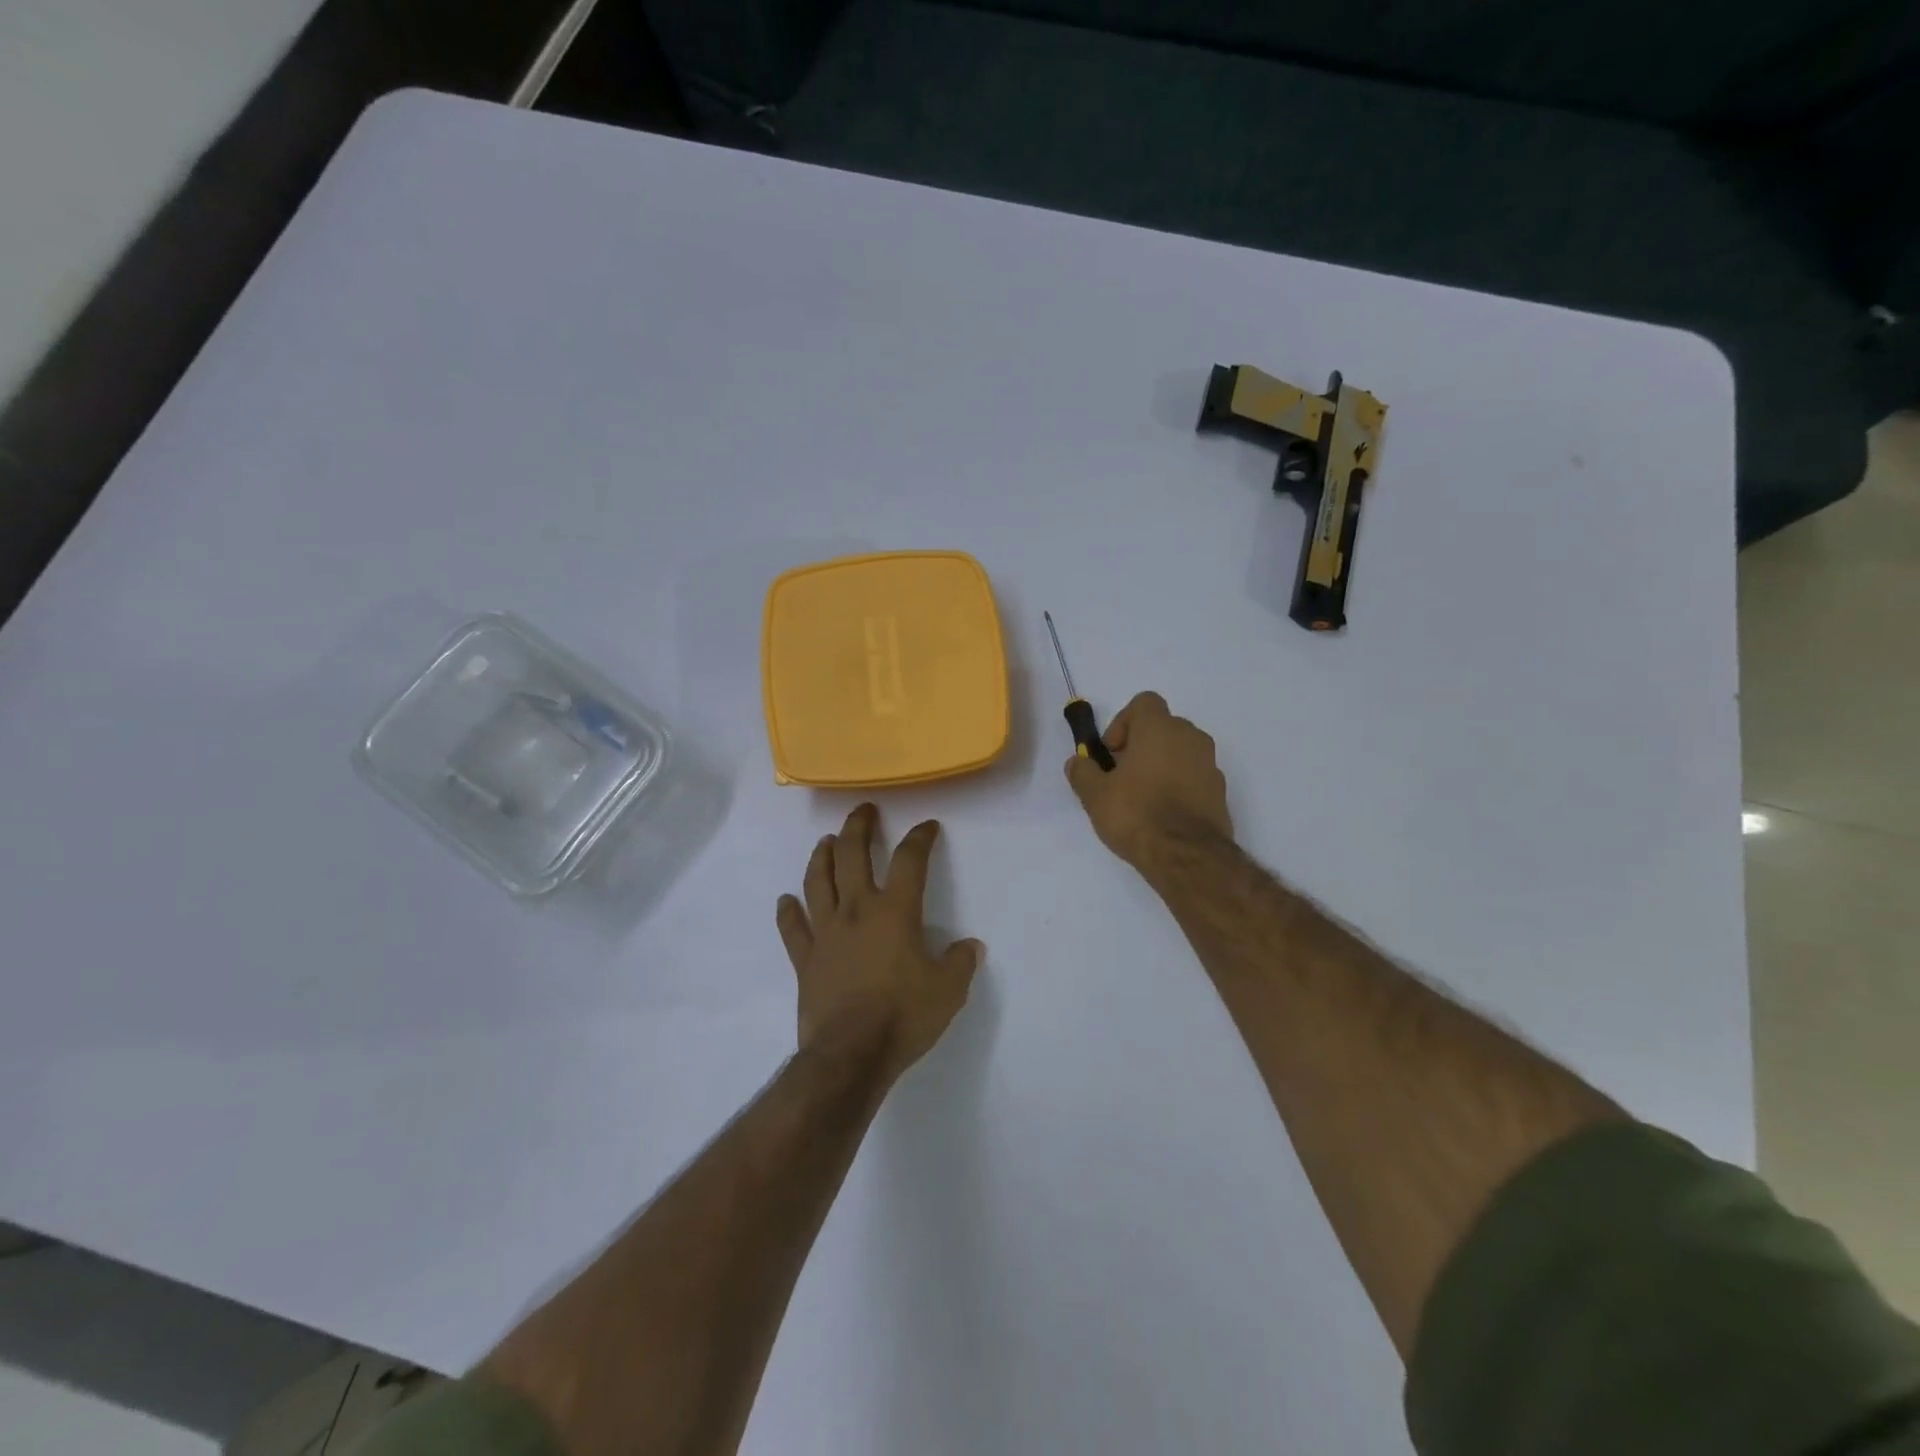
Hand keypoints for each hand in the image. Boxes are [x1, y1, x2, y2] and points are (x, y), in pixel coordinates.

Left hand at [775, 804, 982, 1082]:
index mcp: (895, 912)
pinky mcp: (805, 959)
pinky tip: (786, 900)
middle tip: (864, 811)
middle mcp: (857, 910)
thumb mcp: (948, 991)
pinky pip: (793, 928)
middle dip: (858, 827)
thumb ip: (959, 963)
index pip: (910, 861)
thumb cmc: (903, 1016)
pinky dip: (788, 911)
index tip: (927, 826)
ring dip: (821, 856)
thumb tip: (969, 947)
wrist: (850, 1054)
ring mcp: (826, 932)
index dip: (920, 838)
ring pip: (818, 882)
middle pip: (852, 855)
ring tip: (826, 841)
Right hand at [1066, 691, 1232, 867]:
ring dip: (1161, 765)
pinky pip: (1194, 776)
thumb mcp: (1095, 794)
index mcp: (1160, 728)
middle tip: (1122, 776)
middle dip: (1141, 745)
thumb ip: (1082, 772)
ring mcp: (1210, 764)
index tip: (1112, 753)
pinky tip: (1163, 814)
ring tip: (1142, 798)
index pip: (1144, 703)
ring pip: (1180, 752)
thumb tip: (1078, 762)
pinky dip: (1179, 785)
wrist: (1186, 856)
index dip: (1123, 723)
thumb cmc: (1136, 814)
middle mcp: (1190, 737)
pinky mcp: (1220, 791)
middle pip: (1163, 727)